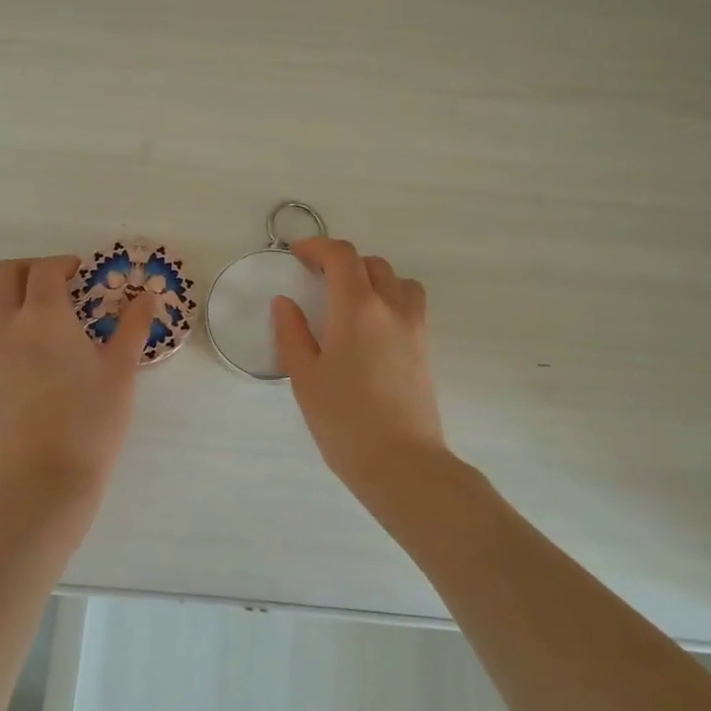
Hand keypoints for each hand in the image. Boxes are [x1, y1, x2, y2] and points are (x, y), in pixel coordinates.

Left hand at [0, 255, 154, 511]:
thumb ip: (132, 327)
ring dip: (4, 298)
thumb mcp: (120, 372)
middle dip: (29, 269)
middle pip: (3, 275)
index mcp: (45, 317)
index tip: (80, 274)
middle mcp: (7, 328)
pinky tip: (27, 364)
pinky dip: (0, 336)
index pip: (45, 269)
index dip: (63, 263)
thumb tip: (147, 295)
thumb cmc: (91, 422)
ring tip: (32, 318)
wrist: (43, 483)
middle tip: (55, 285)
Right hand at [272, 238, 446, 486]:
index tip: (297, 254)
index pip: (342, 256)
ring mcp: (414, 326)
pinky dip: (389, 297)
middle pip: (370, 263)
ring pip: (396, 280)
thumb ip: (291, 333)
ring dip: (370, 277)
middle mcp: (391, 307)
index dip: (317, 246)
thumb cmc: (345, 422)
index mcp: (357, 308)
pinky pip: (409, 303)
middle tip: (316, 280)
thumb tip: (285, 303)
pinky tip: (369, 328)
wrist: (403, 464)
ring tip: (347, 300)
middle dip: (341, 262)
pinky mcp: (425, 347)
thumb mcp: (304, 378)